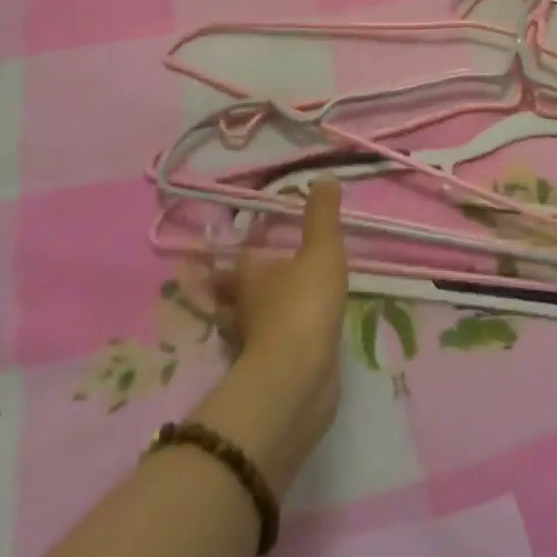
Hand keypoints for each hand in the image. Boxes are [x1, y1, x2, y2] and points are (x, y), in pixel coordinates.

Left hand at [195, 180, 349, 490]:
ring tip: (273, 304)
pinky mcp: (268, 372)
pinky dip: (275, 340)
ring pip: (247, 322)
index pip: (236, 260)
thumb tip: (324, 176)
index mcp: (247, 275)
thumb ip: (323, 216)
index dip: (240, 252)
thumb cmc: (303, 304)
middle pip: (233, 293)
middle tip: (252, 274)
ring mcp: (252, 344)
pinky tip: (291, 337)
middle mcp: (241, 308)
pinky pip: (268, 347)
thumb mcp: (321, 250)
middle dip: (238, 286)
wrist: (299, 379)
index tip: (246, 245)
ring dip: (255, 315)